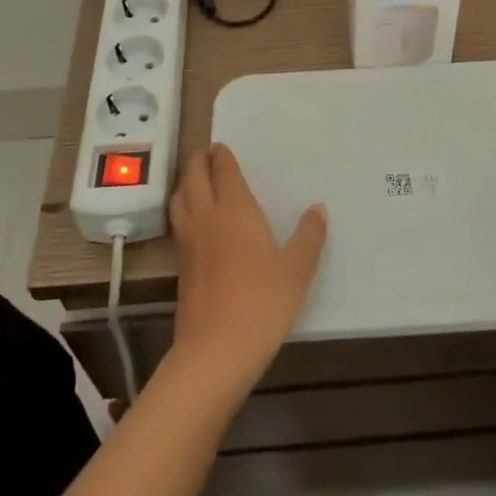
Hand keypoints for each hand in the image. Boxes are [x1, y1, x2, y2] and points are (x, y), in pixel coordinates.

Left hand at [167, 144, 326, 394]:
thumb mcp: (297, 269)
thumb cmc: (262, 302)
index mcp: (235, 209)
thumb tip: (318, 209)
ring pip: (179, 199)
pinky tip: (195, 222)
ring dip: (186, 183)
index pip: (223, 171)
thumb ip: (308, 236)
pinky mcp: (180, 266)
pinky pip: (178, 223)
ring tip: (196, 181)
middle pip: (194, 178)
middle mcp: (207, 217)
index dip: (221, 156)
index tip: (221, 146)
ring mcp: (188, 242)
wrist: (216, 350)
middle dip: (199, 161)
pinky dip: (183, 210)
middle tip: (208, 154)